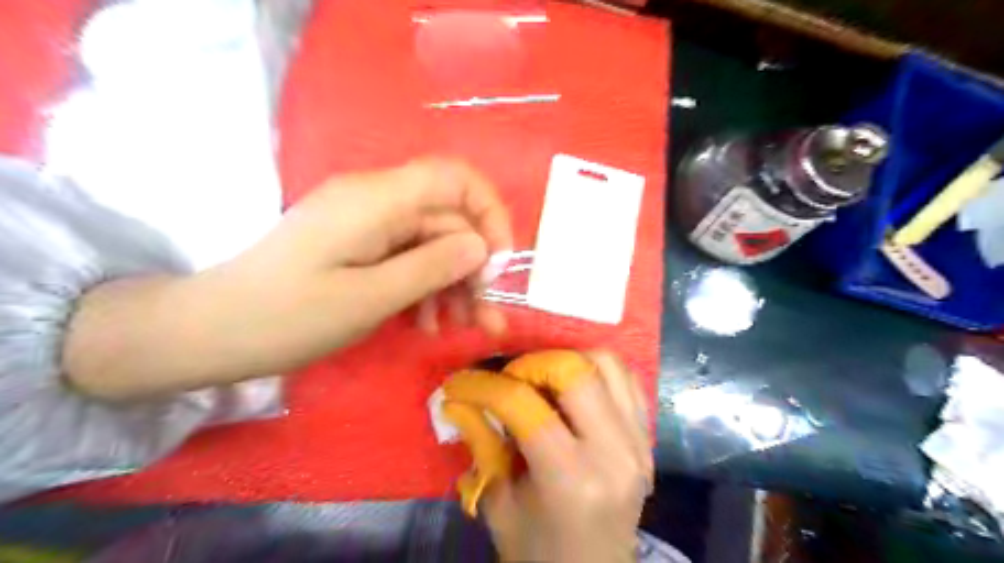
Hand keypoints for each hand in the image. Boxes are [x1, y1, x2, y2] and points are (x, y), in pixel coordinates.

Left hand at [236, 156, 512, 344]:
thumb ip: (431, 267)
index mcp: (377, 200)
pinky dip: (426, 289)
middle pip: (447, 221)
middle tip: (487, 317)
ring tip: (460, 328)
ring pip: (432, 244)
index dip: (489, 213)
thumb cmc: (287, 317)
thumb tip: (481, 247)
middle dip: (474, 268)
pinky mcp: (359, 246)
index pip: (455, 178)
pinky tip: (428, 323)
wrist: (212, 332)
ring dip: (453, 285)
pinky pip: (408, 259)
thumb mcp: (369, 298)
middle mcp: (376, 201)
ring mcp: (367, 224)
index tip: (499, 264)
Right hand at [444, 351, 651, 562]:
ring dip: (567, 362)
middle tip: (509, 379)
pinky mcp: (648, 438)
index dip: (485, 386)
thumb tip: (456, 400)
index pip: (525, 405)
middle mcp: (613, 452)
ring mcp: (638, 442)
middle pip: (574, 370)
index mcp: (571, 480)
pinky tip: (574, 389)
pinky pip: (627, 380)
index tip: (460, 383)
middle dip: (531, 364)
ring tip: (542, 381)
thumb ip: (480, 445)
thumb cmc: (539, 551)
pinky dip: (596, 372)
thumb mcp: (498, 505)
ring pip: (606, 364)